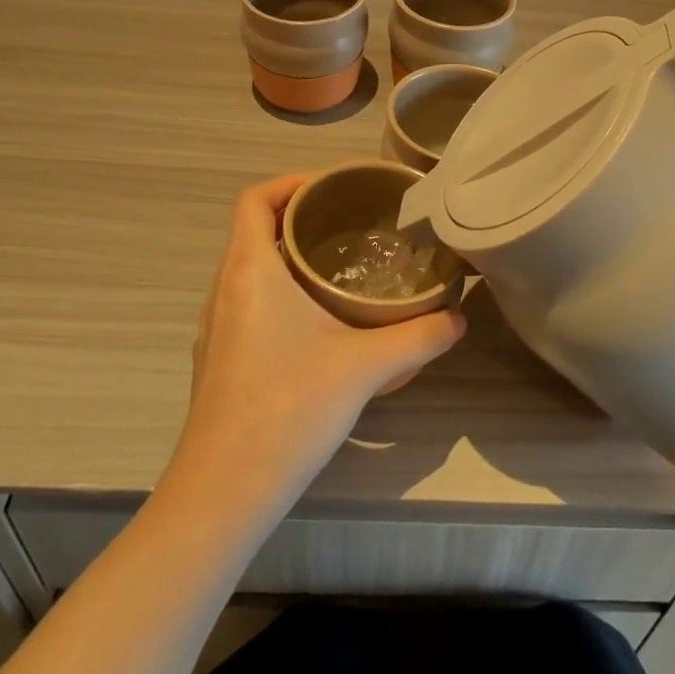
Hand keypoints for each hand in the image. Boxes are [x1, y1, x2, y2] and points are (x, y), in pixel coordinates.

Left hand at [171, 173, 465, 502]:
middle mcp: (224, 288)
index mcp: (250, 270)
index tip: (334, 188)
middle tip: (350, 223)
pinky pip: (246, 301)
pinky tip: (316, 322)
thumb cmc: (288, 407)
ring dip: (287, 256)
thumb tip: (458, 318)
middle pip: (254, 229)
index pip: (255, 198)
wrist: (223, 492)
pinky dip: (278, 291)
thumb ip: (417, 337)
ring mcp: (216, 326)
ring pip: (249, 268)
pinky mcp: (218, 359)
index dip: (291, 181)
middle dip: (299, 217)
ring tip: (338, 266)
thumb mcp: (364, 366)